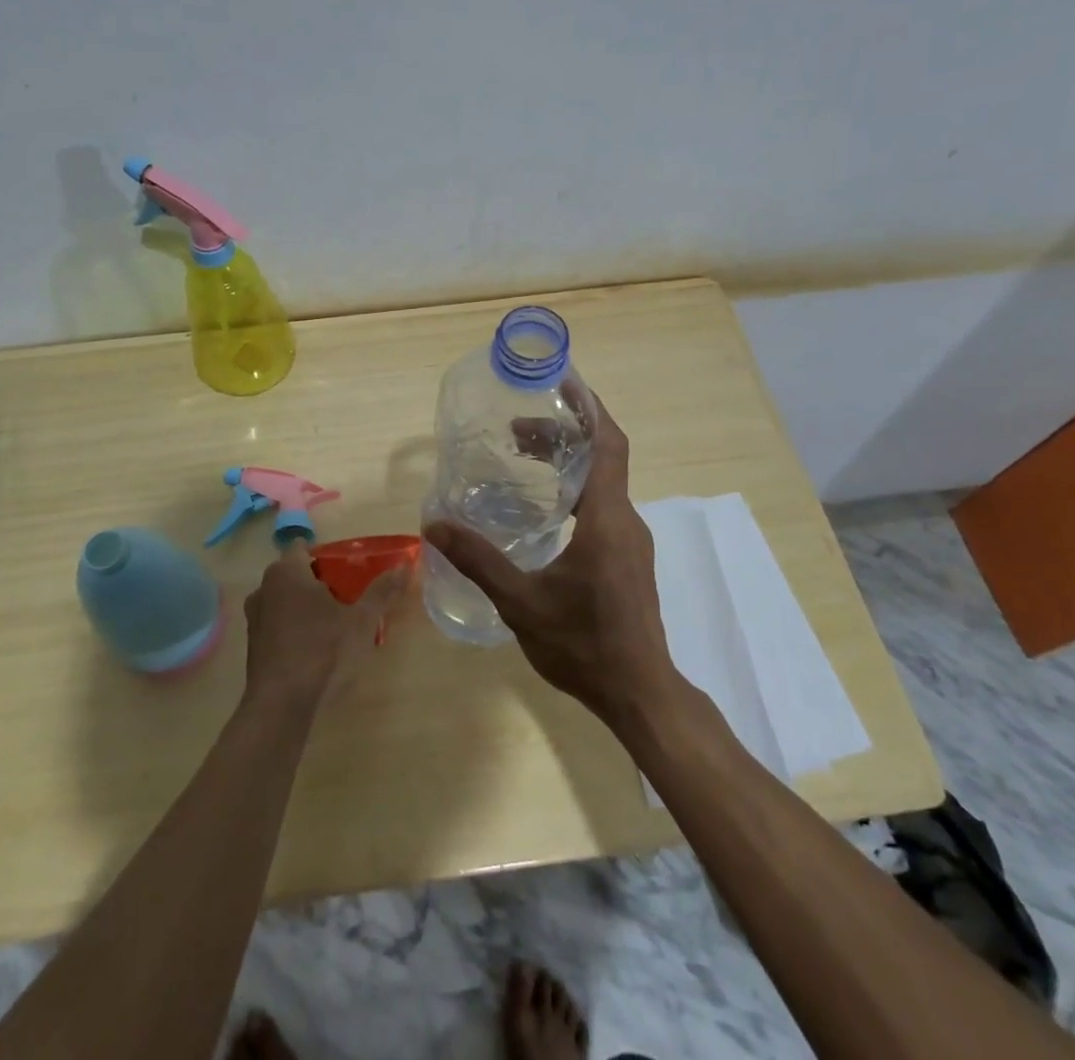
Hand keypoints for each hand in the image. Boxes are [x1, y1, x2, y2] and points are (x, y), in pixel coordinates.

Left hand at [242, 540, 401, 714]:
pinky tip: (314, 649)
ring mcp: (254, 618)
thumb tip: (404, 566)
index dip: (325, 555)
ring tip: (333, 624)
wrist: (281, 706)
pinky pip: (277, 625)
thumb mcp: (362, 621)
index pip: (303, 547)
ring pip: (284, 600)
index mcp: (287, 571)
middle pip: (294, 574)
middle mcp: (264, 588)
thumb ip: (382, 591)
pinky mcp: (253, 646)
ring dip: (304, 607)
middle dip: (318, 582)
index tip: (346, 570)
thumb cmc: (323, 651)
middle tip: (347, 597)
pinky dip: (293, 629)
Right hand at [424, 394, 677, 732]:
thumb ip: (478, 560)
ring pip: (603, 482)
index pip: (608, 444)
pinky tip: (545, 505)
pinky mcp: (628, 559)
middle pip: (602, 457)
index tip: (564, 382)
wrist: (639, 692)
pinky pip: (604, 505)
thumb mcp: (521, 602)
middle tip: (519, 426)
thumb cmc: (583, 644)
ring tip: (525, 454)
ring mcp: (630, 541)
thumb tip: (434, 525)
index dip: (590, 408)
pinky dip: (575, 487)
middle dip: (565, 433)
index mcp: (607, 519)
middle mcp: (625, 520)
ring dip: (569, 461)